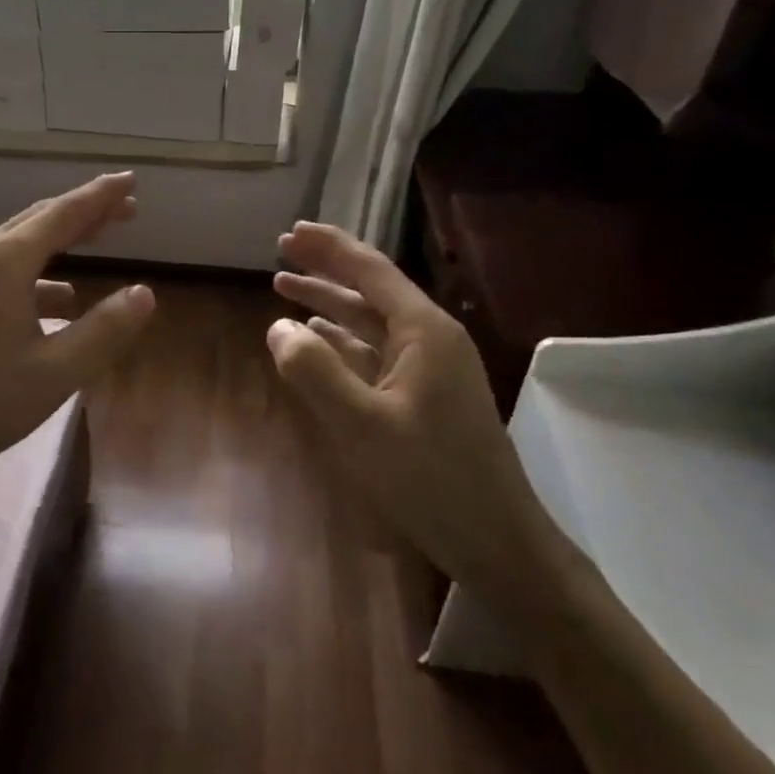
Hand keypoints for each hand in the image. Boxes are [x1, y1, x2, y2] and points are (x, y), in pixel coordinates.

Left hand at [0, 173, 154, 486]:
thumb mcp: (56, 371)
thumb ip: (104, 330)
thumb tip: (144, 293)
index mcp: (6, 263)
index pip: (64, 214)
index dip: (101, 196)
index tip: (131, 181)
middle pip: (41, 219)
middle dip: (84, 210)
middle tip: (125, 206)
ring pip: (23, 243)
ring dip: (63, 237)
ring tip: (98, 239)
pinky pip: (8, 271)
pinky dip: (42, 273)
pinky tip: (63, 300)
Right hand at [268, 221, 566, 599]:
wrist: (497, 542)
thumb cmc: (431, 478)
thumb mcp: (362, 425)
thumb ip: (315, 371)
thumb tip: (277, 327)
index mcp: (423, 331)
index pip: (370, 270)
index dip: (329, 247)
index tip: (291, 232)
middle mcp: (430, 339)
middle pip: (370, 289)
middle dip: (326, 268)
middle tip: (282, 247)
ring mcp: (430, 368)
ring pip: (370, 321)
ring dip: (329, 303)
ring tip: (284, 286)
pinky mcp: (424, 396)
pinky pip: (375, 352)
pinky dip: (342, 340)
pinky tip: (316, 338)